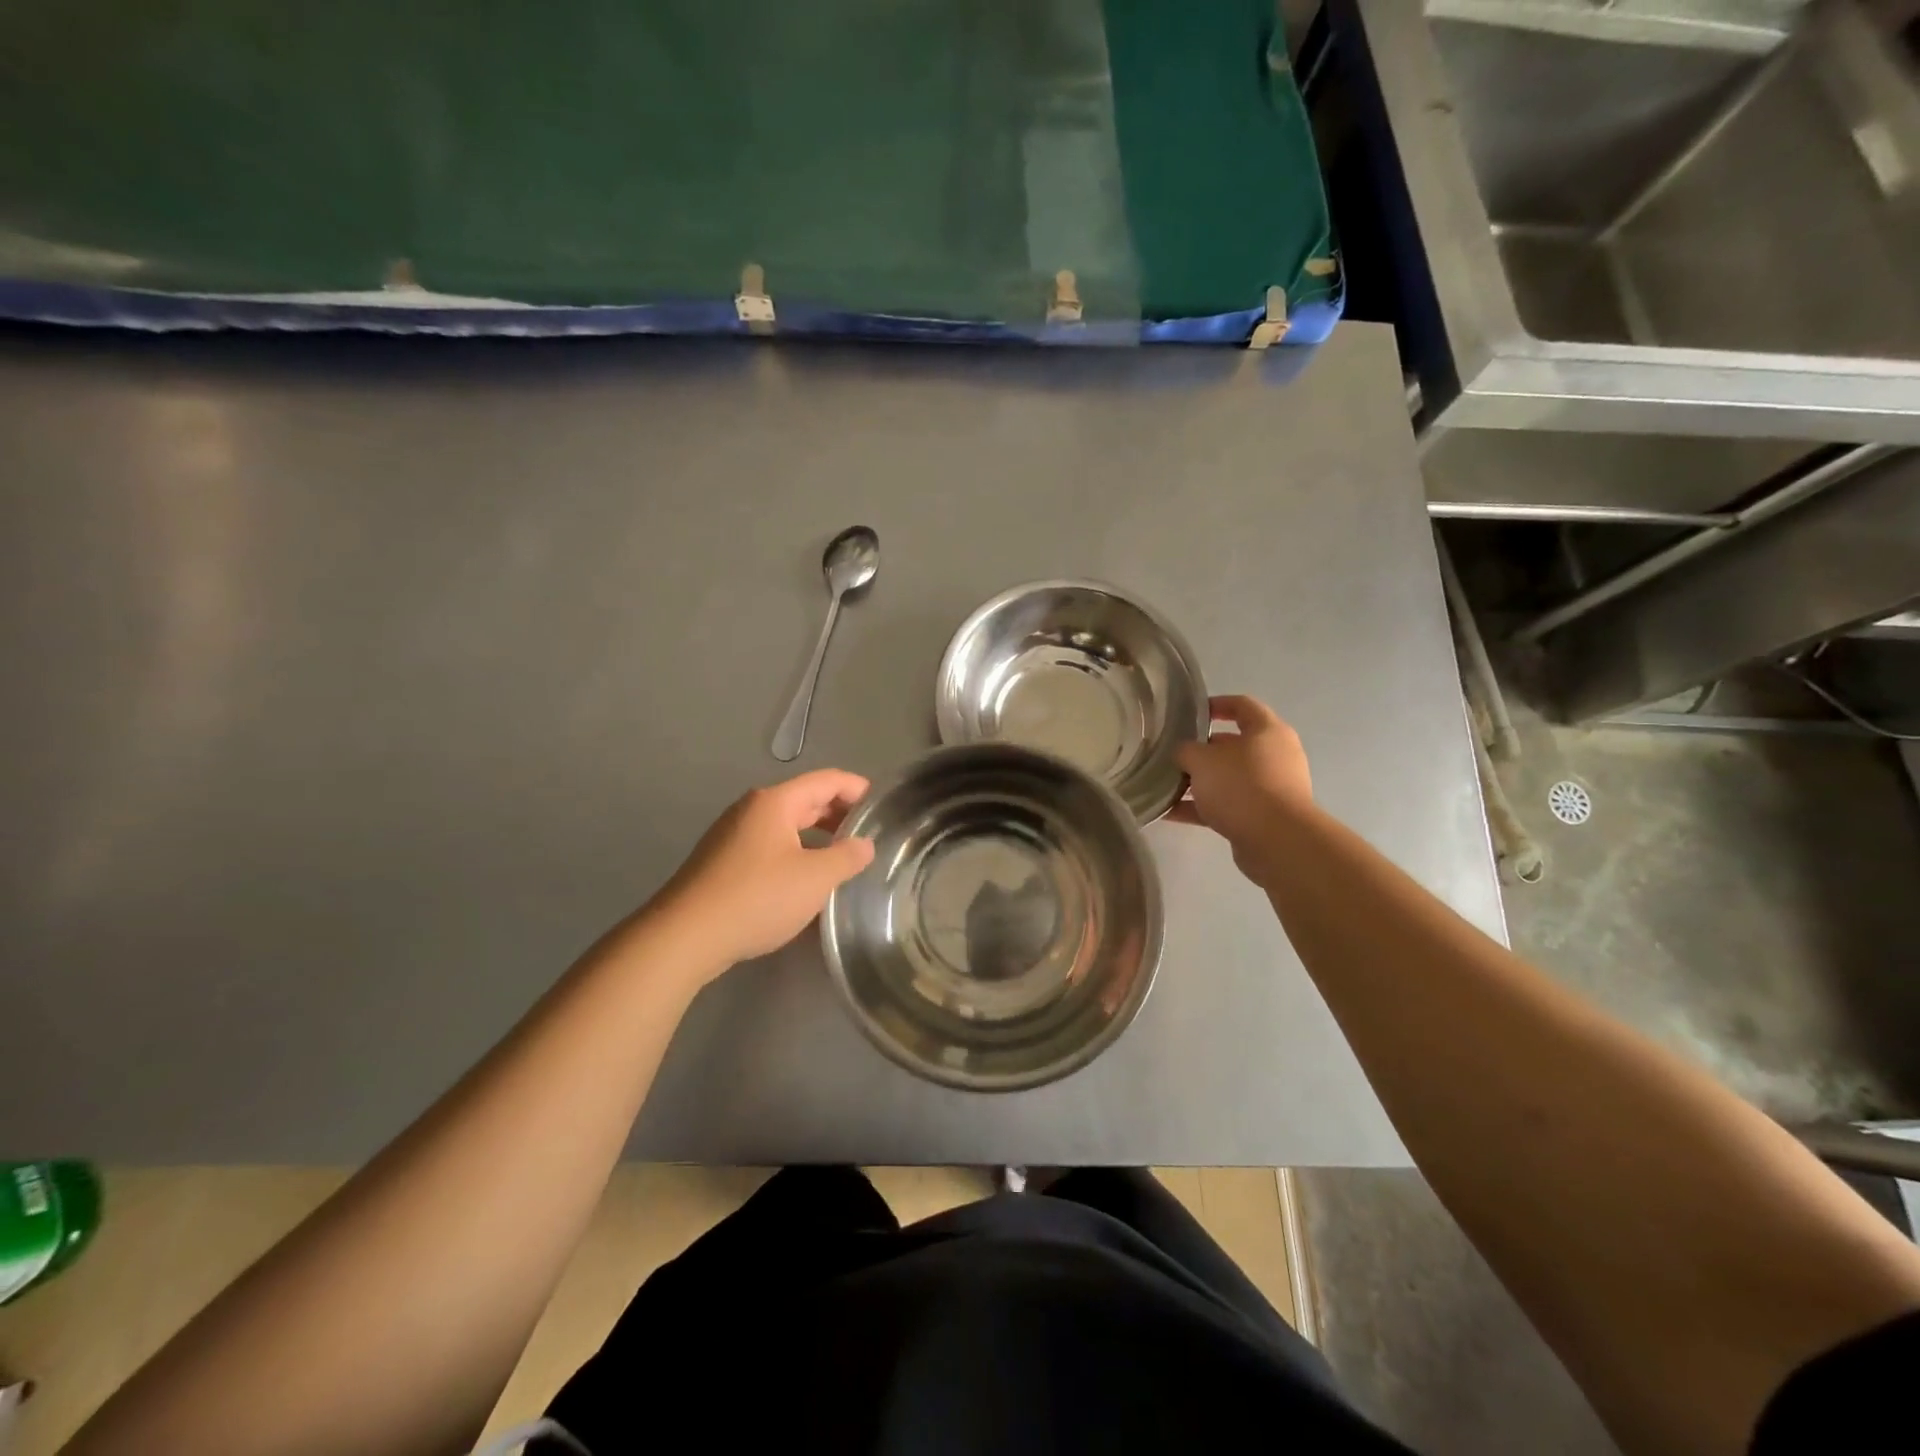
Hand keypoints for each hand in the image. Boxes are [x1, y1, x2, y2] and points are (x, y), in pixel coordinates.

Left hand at [651, 769, 875, 975]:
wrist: (686, 936)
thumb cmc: (758, 897)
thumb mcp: (815, 879)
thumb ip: (847, 857)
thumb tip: (865, 844)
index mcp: (775, 802)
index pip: (827, 780)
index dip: (857, 788)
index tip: (882, 807)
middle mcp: (752, 809)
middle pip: (805, 800)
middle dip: (839, 813)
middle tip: (868, 834)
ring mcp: (732, 835)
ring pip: (786, 825)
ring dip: (817, 835)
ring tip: (842, 858)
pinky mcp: (722, 861)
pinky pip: (769, 845)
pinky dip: (795, 852)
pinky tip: (805, 879)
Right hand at [1170, 695, 1312, 885]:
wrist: (1276, 840)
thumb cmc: (1241, 785)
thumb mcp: (1201, 760)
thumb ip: (1185, 751)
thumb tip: (1182, 754)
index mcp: (1267, 731)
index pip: (1242, 705)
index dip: (1216, 704)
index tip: (1191, 712)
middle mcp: (1274, 755)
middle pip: (1233, 745)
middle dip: (1200, 750)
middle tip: (1172, 754)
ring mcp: (1271, 787)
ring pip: (1228, 778)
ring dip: (1198, 782)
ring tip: (1165, 785)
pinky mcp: (1263, 816)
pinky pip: (1227, 805)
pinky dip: (1201, 807)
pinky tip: (1170, 812)